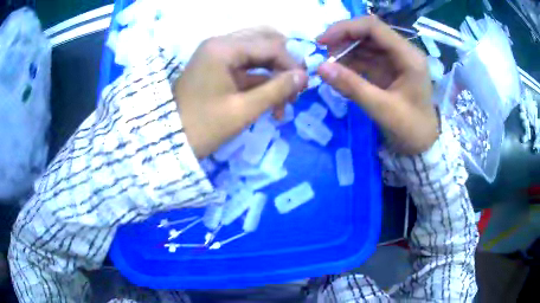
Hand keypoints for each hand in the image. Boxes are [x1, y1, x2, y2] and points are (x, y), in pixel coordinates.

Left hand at [175, 27, 307, 158]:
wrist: (170, 140)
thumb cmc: (203, 127)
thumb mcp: (243, 110)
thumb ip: (277, 90)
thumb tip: (304, 76)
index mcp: (224, 48)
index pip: (270, 45)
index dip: (291, 64)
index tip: (303, 87)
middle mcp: (221, 43)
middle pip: (265, 41)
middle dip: (284, 63)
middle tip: (294, 87)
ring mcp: (217, 54)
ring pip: (257, 53)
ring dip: (274, 73)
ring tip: (284, 103)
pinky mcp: (217, 67)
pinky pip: (246, 66)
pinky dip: (261, 81)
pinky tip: (271, 103)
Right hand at [316, 16, 437, 154]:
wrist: (424, 145)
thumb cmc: (410, 129)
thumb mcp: (382, 109)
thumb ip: (352, 86)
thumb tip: (320, 68)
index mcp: (409, 57)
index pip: (374, 28)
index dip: (345, 29)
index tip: (322, 41)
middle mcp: (403, 52)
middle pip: (369, 32)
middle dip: (343, 38)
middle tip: (323, 52)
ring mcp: (397, 60)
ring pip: (366, 44)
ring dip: (346, 50)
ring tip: (329, 63)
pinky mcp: (390, 69)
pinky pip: (368, 58)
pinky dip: (352, 62)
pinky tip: (339, 70)